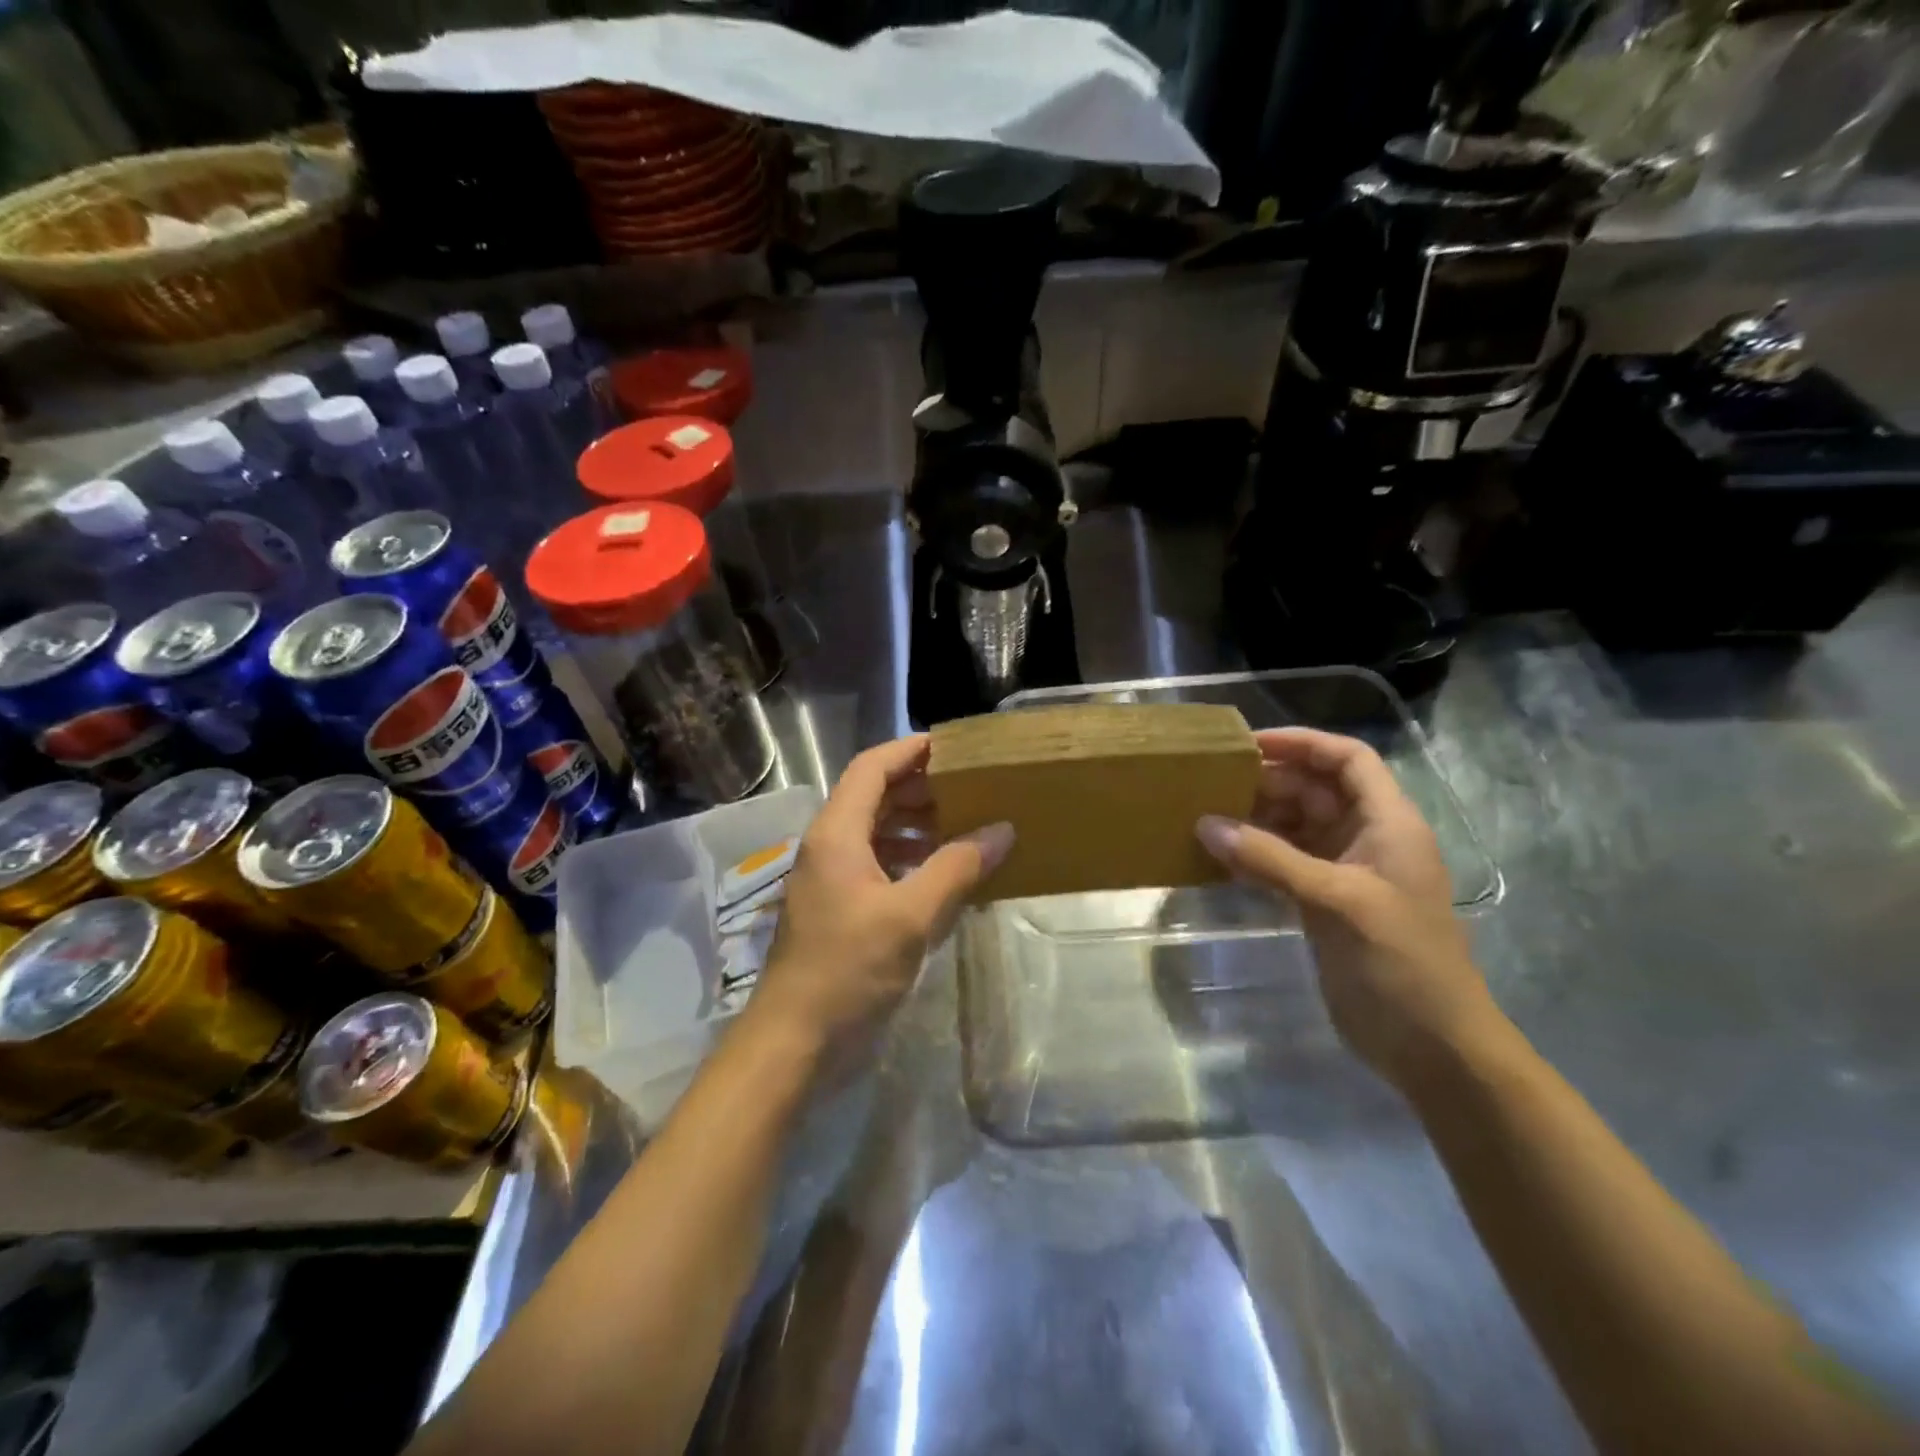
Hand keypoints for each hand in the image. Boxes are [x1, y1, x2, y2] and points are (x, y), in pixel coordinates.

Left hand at [746, 735, 1014, 1073]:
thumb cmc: (848, 969)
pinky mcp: (839, 908)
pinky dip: (908, 859)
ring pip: (875, 831)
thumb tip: (1002, 830)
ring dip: (915, 824)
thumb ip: (956, 868)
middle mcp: (829, 846)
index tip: (953, 747)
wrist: (795, 1040)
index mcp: (837, 833)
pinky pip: (876, 864)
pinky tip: (941, 874)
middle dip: (920, 788)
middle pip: (873, 796)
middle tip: (969, 788)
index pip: (871, 768)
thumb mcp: (910, 916)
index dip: (910, 750)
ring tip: (962, 827)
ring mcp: (831, 878)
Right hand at [1195, 727, 1503, 1089]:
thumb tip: (1205, 824)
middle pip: (1315, 789)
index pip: (1348, 759)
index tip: (1249, 745)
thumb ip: (1270, 859)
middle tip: (1212, 784)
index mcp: (1389, 822)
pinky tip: (1219, 858)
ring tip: (1206, 816)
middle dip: (1268, 782)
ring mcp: (1345, 873)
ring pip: (1295, 826)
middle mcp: (1367, 838)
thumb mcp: (1337, 900)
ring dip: (1256, 819)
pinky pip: (1284, 864)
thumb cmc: (1400, 961)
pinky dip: (1255, 856)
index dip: (1302, 743)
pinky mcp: (1324, 904)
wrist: (1433, 1046)